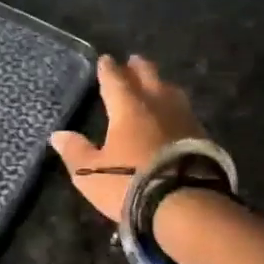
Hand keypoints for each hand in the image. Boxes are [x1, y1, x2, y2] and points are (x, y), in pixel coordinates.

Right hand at [49, 54, 204, 221]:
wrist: (185, 204)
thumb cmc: (129, 183)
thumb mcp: (90, 172)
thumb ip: (75, 151)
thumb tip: (59, 135)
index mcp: (127, 108)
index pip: (114, 80)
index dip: (108, 69)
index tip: (105, 59)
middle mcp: (157, 105)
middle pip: (149, 77)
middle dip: (138, 68)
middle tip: (134, 60)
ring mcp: (184, 119)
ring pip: (171, 92)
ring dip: (161, 85)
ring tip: (157, 84)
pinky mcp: (203, 137)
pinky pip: (185, 112)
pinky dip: (175, 108)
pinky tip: (175, 116)